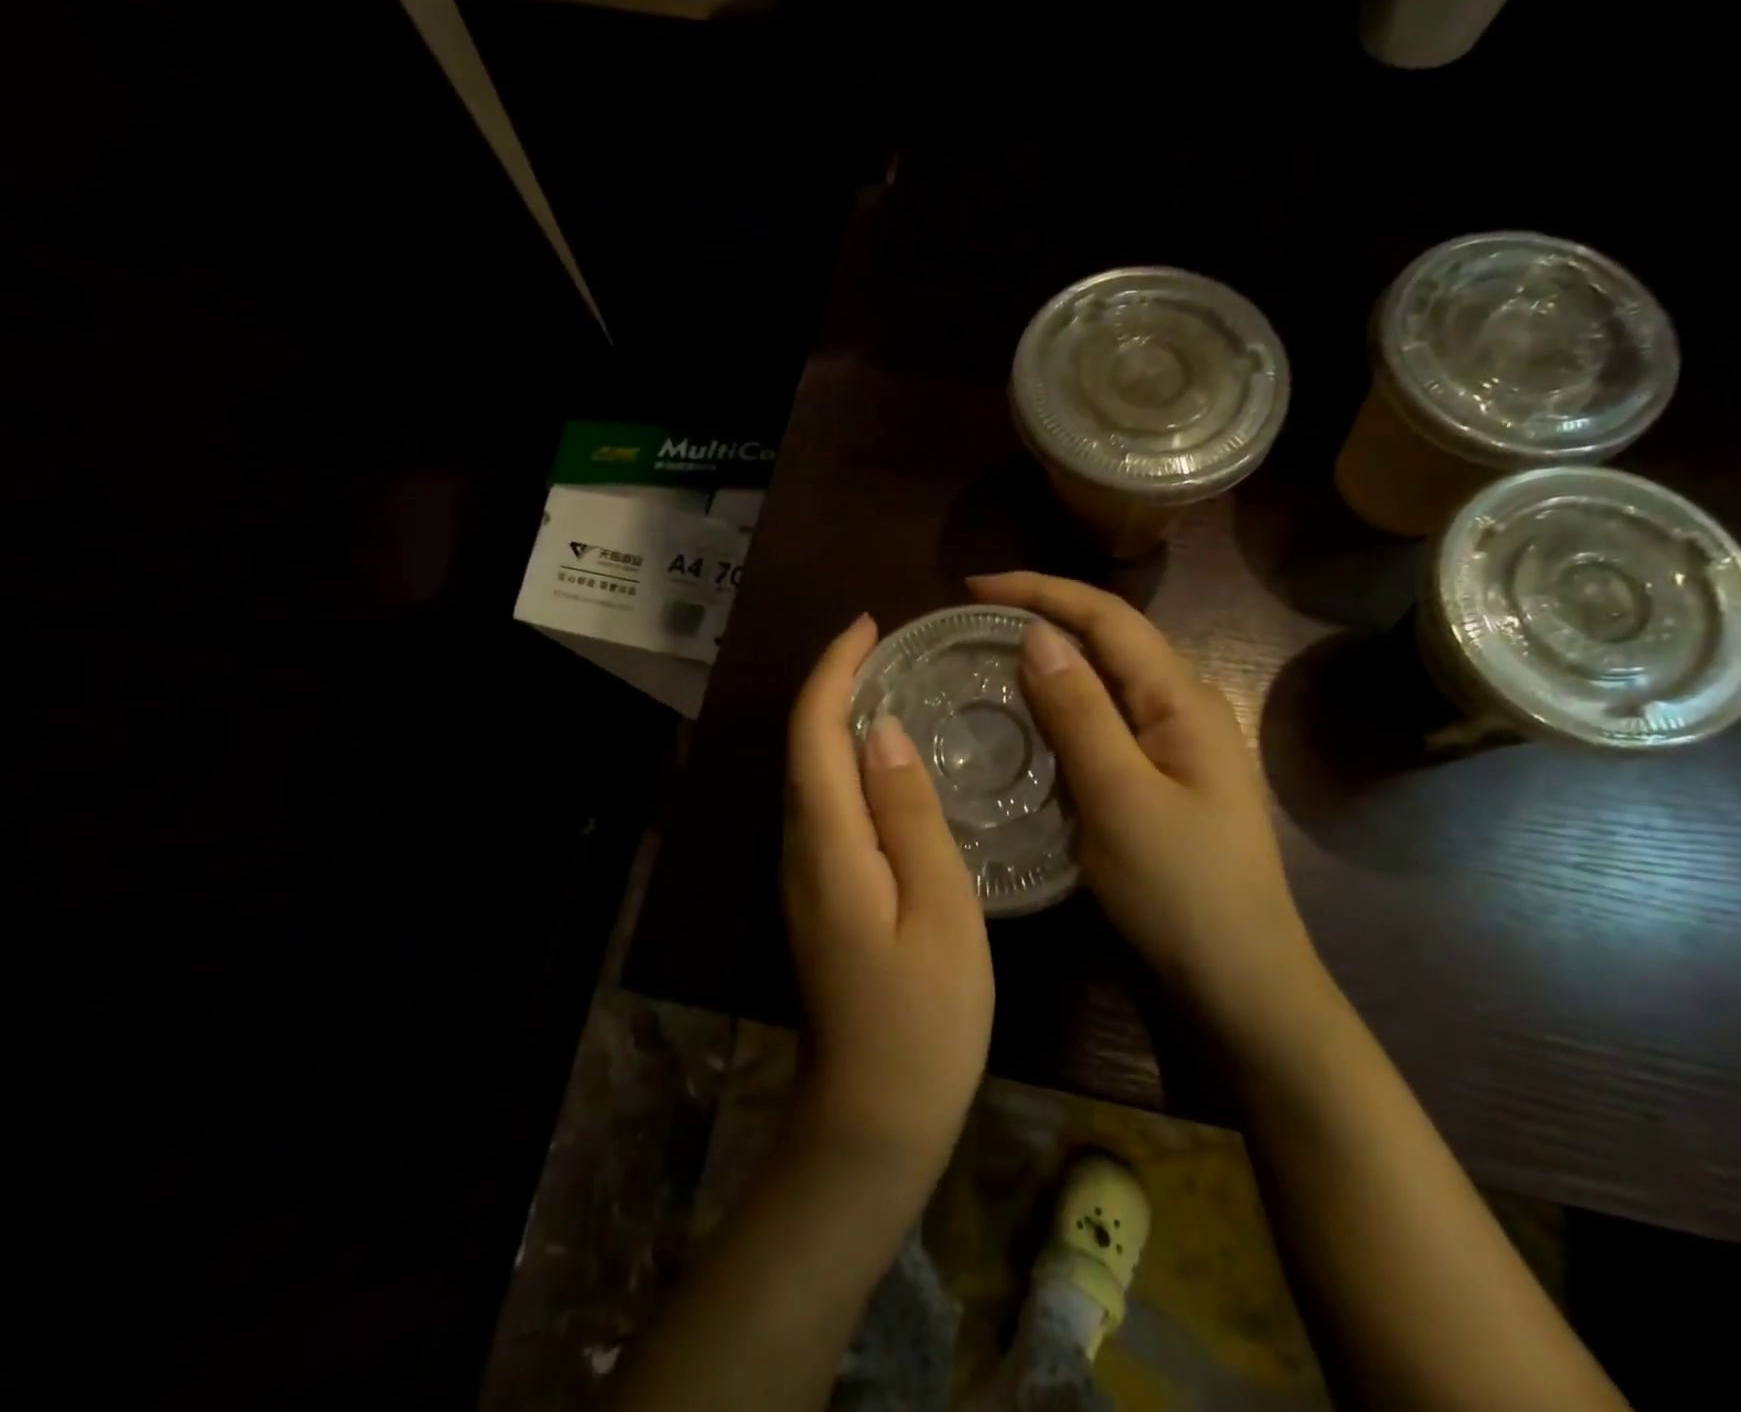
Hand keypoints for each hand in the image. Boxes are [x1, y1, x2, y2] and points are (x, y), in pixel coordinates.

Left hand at [781, 614, 994, 1179]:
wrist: (875, 1115)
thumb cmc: (925, 1016)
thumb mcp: (939, 908)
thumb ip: (909, 816)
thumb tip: (881, 733)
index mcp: (828, 843)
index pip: (814, 733)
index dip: (833, 672)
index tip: (868, 626)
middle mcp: (801, 849)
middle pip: (804, 748)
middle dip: (834, 686)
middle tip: (890, 649)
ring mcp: (804, 875)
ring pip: (812, 776)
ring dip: (839, 721)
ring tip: (892, 686)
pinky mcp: (819, 894)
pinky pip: (826, 806)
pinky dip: (847, 764)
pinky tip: (887, 762)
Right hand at [969, 572, 1330, 1036]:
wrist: (1238, 983)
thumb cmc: (1181, 891)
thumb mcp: (1121, 798)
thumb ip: (1080, 713)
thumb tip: (1037, 634)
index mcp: (1182, 700)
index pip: (1108, 618)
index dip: (1041, 591)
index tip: (974, 587)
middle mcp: (1182, 708)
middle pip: (1109, 641)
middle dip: (1044, 617)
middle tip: (972, 623)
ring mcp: (1173, 747)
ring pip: (1104, 683)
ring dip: (1050, 663)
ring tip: (988, 660)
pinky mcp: (1158, 780)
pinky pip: (1103, 725)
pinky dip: (1061, 710)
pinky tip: (1028, 722)